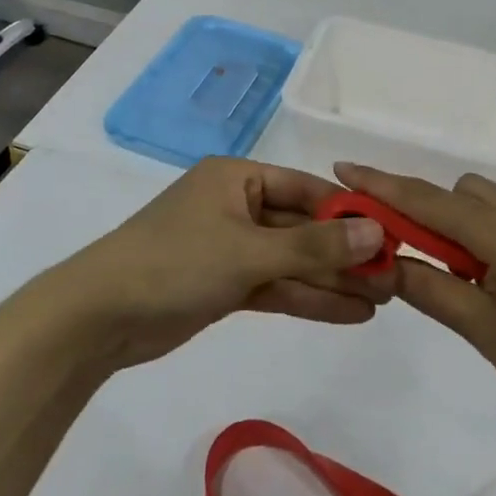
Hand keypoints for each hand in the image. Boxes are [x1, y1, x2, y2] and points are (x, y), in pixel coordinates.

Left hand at [45, 158, 391, 369]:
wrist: (98, 317)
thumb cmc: (175, 262)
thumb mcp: (250, 252)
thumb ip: (315, 247)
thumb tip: (378, 233)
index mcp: (238, 178)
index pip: (307, 190)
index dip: (350, 213)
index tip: (393, 235)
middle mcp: (237, 206)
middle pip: (303, 228)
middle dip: (346, 254)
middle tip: (396, 276)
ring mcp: (230, 248)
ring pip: (293, 262)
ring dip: (333, 281)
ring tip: (385, 299)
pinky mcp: (223, 285)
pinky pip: (276, 286)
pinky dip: (308, 299)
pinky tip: (351, 313)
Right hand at [335, 164, 495, 442]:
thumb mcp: (489, 333)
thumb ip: (435, 291)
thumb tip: (388, 263)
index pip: (428, 199)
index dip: (382, 184)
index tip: (344, 169)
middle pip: (462, 194)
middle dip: (427, 211)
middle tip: (413, 258)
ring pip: (492, 208)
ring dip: (462, 227)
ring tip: (462, 280)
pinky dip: (492, 239)